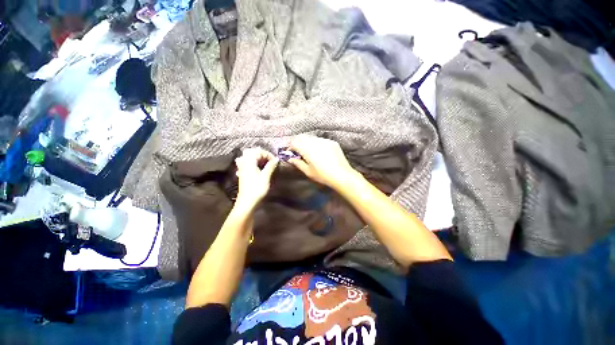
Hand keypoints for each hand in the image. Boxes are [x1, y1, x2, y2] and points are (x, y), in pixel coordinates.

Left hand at [234, 148, 278, 208]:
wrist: (247, 202)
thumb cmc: (257, 188)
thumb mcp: (266, 176)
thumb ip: (271, 166)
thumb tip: (276, 159)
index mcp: (249, 161)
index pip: (259, 151)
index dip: (268, 155)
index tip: (275, 161)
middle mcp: (244, 163)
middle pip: (252, 152)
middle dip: (262, 154)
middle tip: (270, 160)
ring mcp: (242, 168)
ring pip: (248, 158)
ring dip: (257, 158)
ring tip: (265, 163)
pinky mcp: (243, 174)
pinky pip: (247, 164)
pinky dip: (253, 164)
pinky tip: (258, 169)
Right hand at [288, 136, 355, 187]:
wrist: (342, 175)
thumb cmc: (322, 175)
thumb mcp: (308, 171)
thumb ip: (298, 163)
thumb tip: (290, 159)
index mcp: (307, 149)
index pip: (294, 142)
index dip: (290, 147)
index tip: (291, 153)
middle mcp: (315, 141)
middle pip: (302, 137)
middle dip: (298, 143)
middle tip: (298, 152)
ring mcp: (324, 141)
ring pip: (312, 138)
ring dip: (307, 143)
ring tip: (309, 152)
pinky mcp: (332, 142)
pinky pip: (321, 140)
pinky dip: (317, 144)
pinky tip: (320, 152)